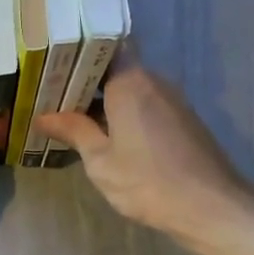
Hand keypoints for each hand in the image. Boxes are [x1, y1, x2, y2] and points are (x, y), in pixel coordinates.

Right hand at [36, 59, 253, 237]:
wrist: (209, 207)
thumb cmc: (147, 182)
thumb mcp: (100, 161)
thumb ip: (74, 131)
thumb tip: (44, 116)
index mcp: (130, 83)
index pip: (105, 47)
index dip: (79, 53)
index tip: (53, 68)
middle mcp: (154, 82)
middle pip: (117, 69)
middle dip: (87, 82)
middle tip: (54, 97)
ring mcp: (173, 101)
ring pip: (132, 89)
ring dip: (106, 101)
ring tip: (75, 119)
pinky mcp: (184, 120)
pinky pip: (147, 106)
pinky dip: (126, 114)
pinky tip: (109, 136)